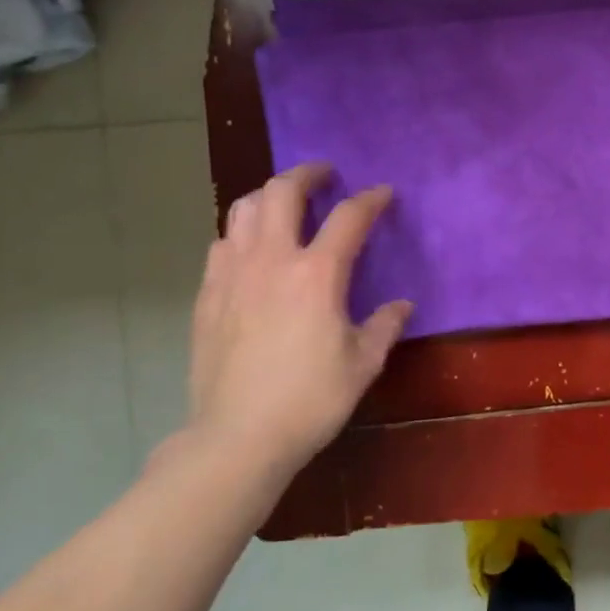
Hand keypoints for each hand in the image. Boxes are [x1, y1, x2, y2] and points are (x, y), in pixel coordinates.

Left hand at [181, 164, 412, 483]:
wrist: (237, 436)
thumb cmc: (310, 399)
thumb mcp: (362, 364)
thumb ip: (385, 326)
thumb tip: (401, 305)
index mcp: (317, 274)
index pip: (349, 217)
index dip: (370, 199)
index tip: (383, 193)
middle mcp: (271, 260)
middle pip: (282, 192)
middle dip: (307, 174)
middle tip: (325, 175)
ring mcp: (232, 274)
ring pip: (243, 208)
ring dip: (268, 195)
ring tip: (285, 203)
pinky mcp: (207, 294)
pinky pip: (222, 243)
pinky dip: (242, 231)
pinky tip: (252, 249)